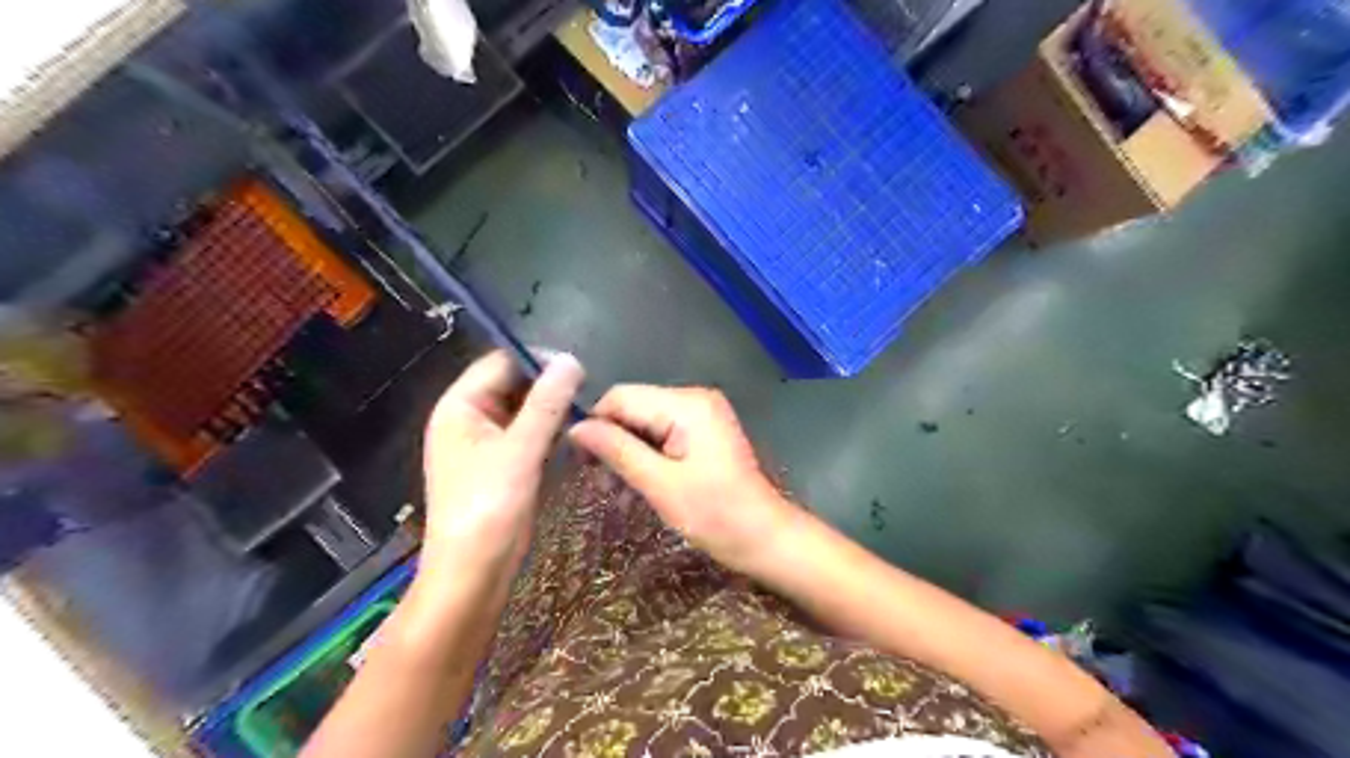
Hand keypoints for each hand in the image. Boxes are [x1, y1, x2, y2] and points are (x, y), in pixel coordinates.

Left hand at [420, 351, 584, 576]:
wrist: (472, 574)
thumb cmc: (488, 508)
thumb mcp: (520, 451)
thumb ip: (546, 403)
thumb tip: (571, 360)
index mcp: (460, 407)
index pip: (500, 363)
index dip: (536, 360)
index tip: (577, 367)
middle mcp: (469, 420)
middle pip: (512, 386)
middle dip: (547, 386)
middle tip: (588, 391)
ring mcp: (485, 444)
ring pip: (523, 411)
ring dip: (551, 410)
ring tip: (586, 411)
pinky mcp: (501, 466)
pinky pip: (527, 436)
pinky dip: (547, 432)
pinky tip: (572, 436)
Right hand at [568, 385, 797, 573]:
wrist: (766, 537)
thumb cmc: (716, 515)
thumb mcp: (660, 485)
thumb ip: (618, 451)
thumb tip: (576, 428)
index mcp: (687, 404)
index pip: (622, 396)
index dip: (596, 423)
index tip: (578, 460)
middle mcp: (695, 397)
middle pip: (634, 404)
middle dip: (612, 437)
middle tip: (596, 477)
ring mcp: (703, 412)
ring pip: (646, 418)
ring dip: (628, 447)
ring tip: (615, 483)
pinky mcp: (705, 429)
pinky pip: (663, 429)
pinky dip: (647, 450)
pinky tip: (640, 477)